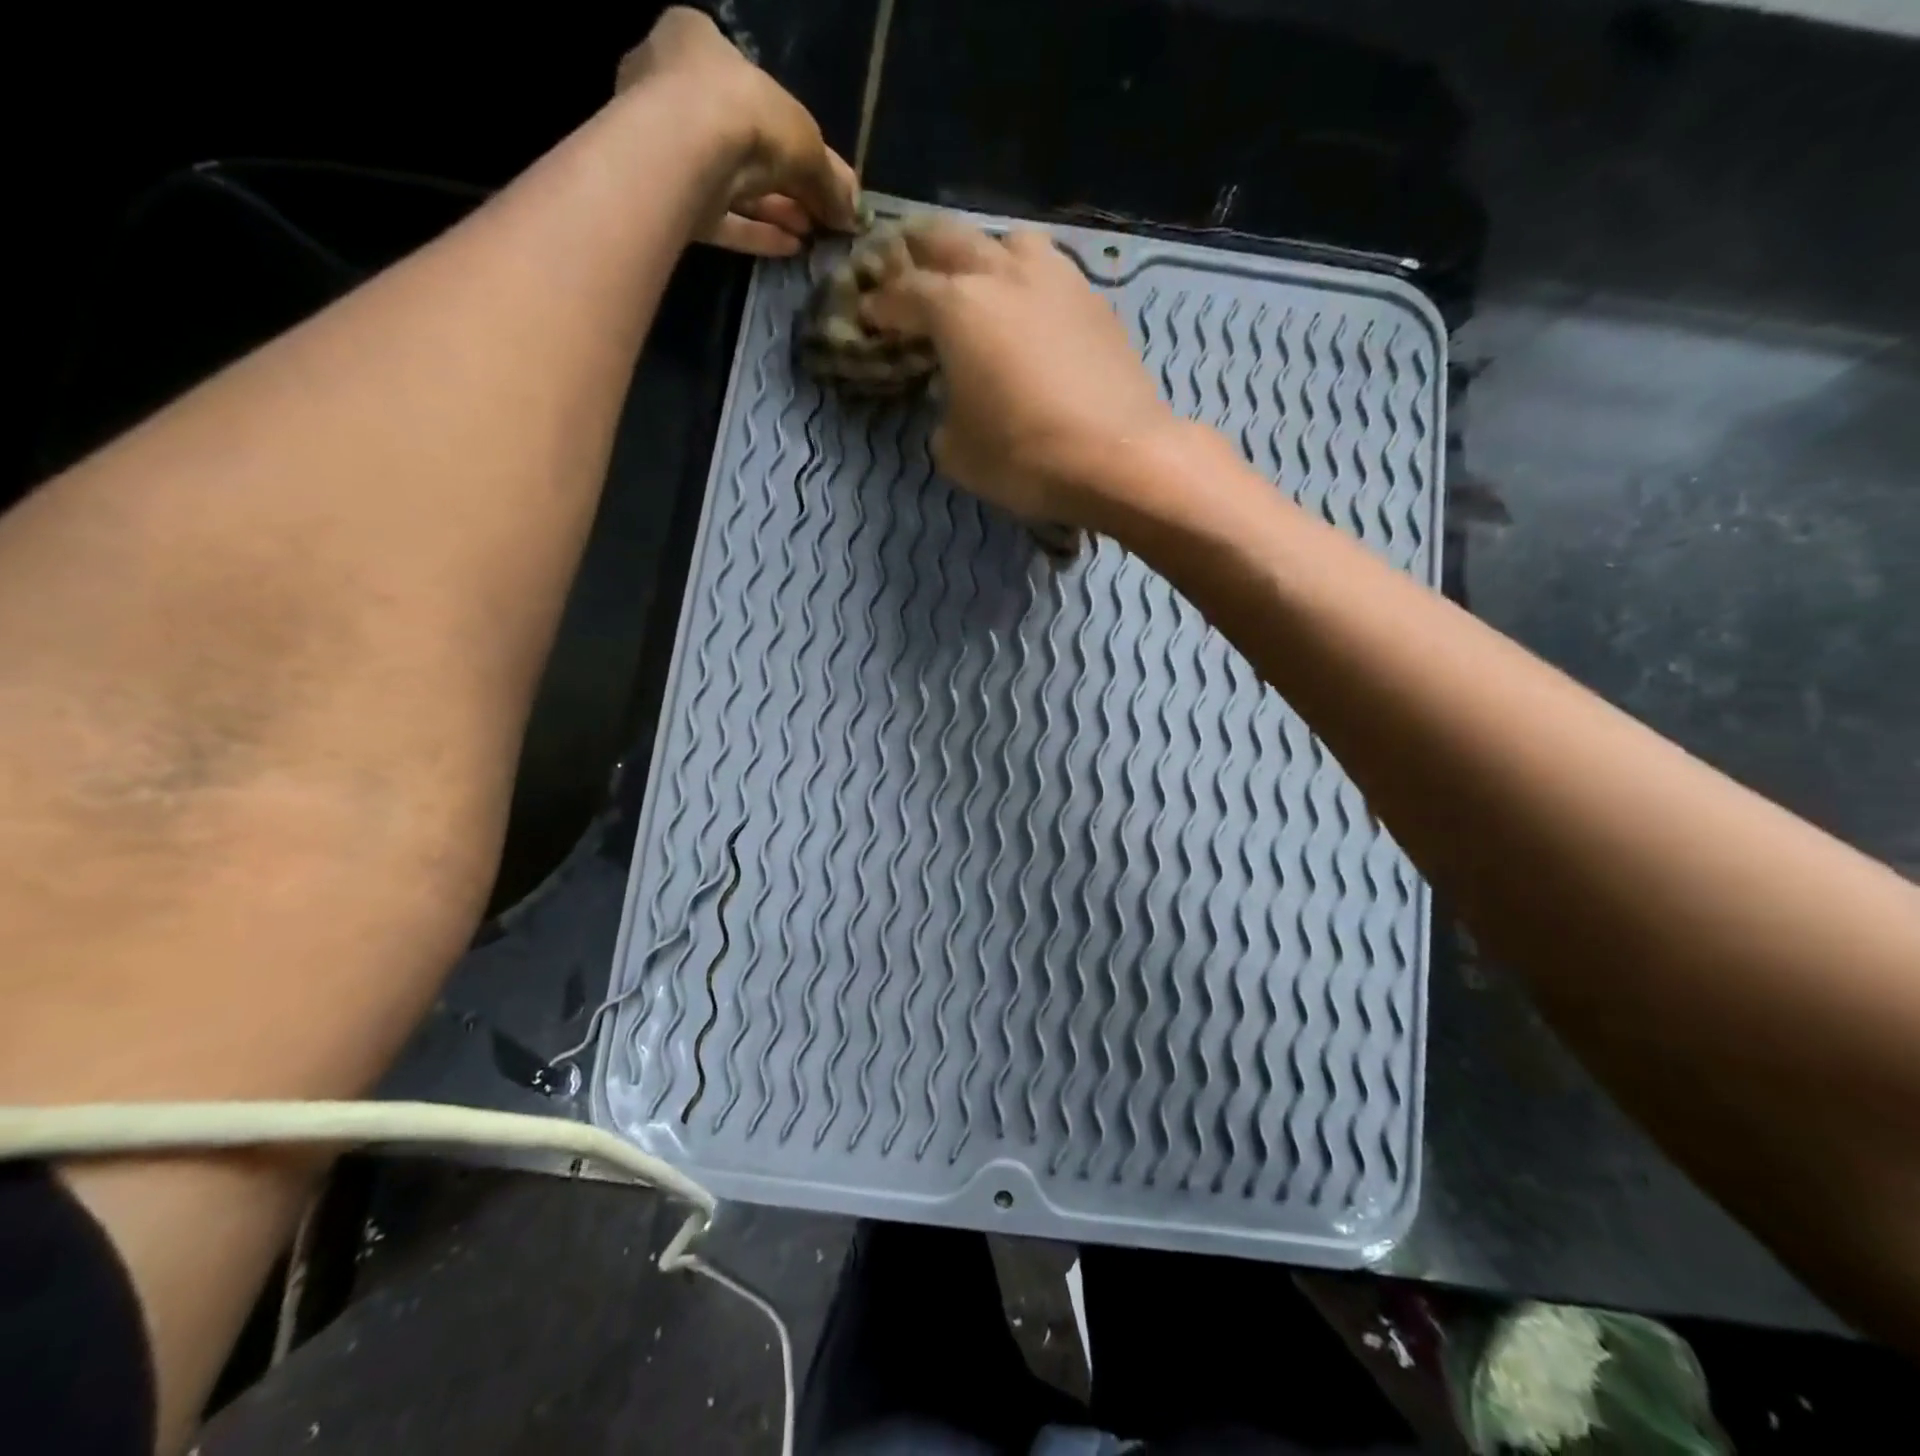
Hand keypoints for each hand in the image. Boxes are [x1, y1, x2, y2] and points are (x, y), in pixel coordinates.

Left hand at [616, 7, 858, 255]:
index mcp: (699, 44)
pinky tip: (791, 248)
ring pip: (734, 184)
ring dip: (777, 211)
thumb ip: (831, 178)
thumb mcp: (805, 140)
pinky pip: (722, 217)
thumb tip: (855, 214)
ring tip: (813, 235)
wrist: (685, 155)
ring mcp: (668, 150)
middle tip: (823, 213)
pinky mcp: (670, 201)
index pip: (752, 88)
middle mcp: (675, 90)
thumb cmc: (745, 114)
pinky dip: (758, 232)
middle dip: (788, 183)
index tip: (820, 171)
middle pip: (746, 144)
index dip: (792, 133)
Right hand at [859, 220, 1178, 526]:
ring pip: (1007, 240)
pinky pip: (1049, 271)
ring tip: (979, 282)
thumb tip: (952, 401)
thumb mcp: (957, 452)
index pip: (903, 291)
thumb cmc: (1024, 457)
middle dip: (920, 254)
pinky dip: (1027, 281)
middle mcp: (1001, 274)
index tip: (869, 316)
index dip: (881, 304)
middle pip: (949, 239)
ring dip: (983, 254)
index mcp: (956, 307)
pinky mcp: (1094, 299)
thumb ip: (941, 416)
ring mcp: (1055, 279)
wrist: (1119, 457)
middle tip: (910, 276)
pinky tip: (1029, 309)